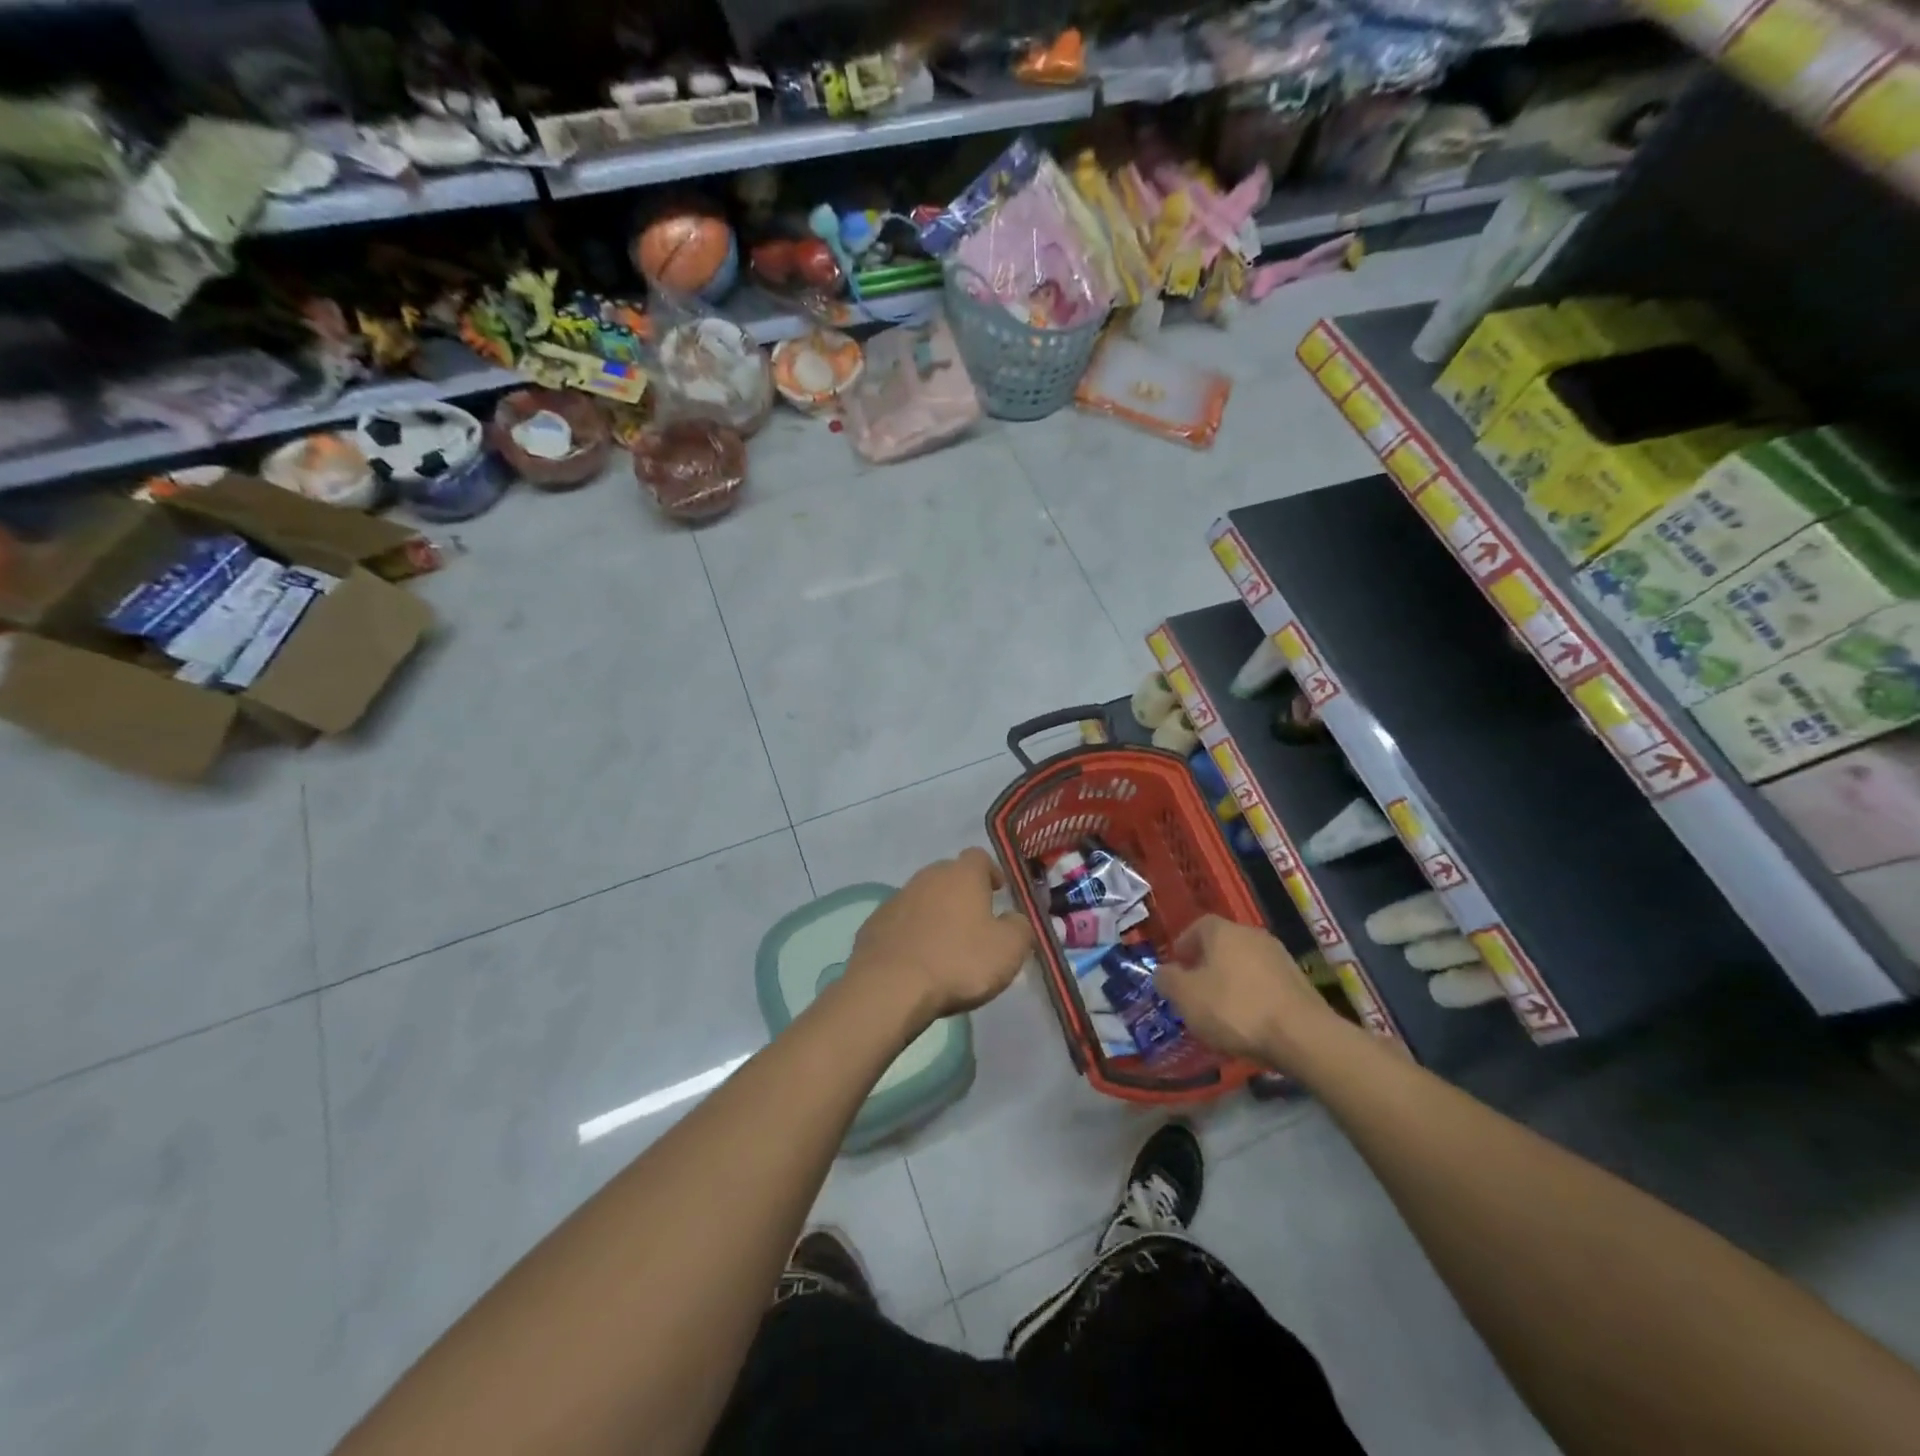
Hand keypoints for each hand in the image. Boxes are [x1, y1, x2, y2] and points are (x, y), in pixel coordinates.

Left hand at [845, 848, 1035, 1023]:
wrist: (890, 988)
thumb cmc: (958, 962)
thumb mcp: (1008, 949)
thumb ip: (1020, 928)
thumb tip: (1015, 919)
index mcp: (962, 875)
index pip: (979, 857)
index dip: (991, 872)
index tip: (998, 892)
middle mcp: (927, 877)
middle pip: (948, 875)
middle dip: (962, 893)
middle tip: (974, 921)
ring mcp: (896, 899)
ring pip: (922, 898)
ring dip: (935, 913)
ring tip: (945, 944)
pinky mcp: (874, 924)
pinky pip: (900, 922)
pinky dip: (911, 933)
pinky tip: (917, 959)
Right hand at [1153, 916, 1342, 1072]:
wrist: (1302, 1036)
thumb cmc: (1234, 1009)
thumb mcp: (1186, 997)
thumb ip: (1167, 980)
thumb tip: (1163, 972)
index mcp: (1222, 931)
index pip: (1197, 926)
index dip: (1183, 945)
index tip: (1176, 967)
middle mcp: (1252, 934)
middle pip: (1222, 944)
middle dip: (1207, 964)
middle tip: (1195, 989)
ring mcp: (1280, 957)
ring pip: (1245, 963)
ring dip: (1231, 980)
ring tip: (1222, 1009)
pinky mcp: (1300, 982)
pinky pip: (1265, 983)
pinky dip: (1253, 995)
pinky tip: (1249, 1020)